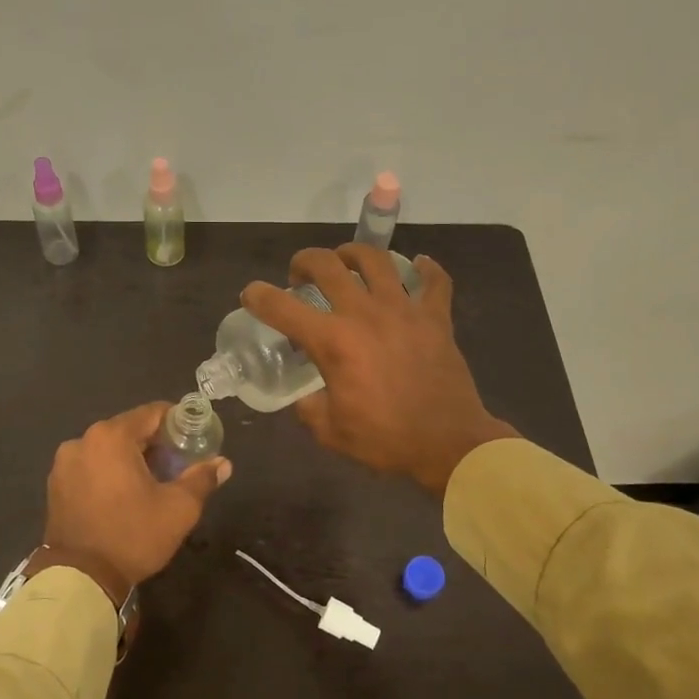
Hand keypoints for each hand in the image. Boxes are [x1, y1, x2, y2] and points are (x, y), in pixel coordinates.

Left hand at [42, 401, 231, 604]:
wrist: (80, 579)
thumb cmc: (133, 535)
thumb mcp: (178, 508)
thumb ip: (202, 478)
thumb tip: (223, 463)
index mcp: (111, 436)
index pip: (153, 413)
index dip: (178, 422)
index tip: (195, 438)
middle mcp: (83, 440)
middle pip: (129, 429)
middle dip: (155, 443)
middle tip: (178, 464)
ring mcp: (64, 463)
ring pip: (108, 449)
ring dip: (131, 458)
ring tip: (152, 482)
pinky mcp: (56, 485)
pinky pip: (91, 466)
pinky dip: (109, 472)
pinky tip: (124, 495)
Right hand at [240, 245, 517, 494]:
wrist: (448, 444)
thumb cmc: (385, 440)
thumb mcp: (330, 431)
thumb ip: (309, 407)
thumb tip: (306, 396)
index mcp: (333, 342)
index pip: (282, 308)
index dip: (258, 296)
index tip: (250, 294)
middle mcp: (364, 314)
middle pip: (327, 265)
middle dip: (305, 262)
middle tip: (301, 275)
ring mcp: (404, 310)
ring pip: (376, 259)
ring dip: (354, 254)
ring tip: (347, 262)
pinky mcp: (436, 317)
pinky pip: (434, 281)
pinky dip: (426, 269)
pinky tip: (418, 265)